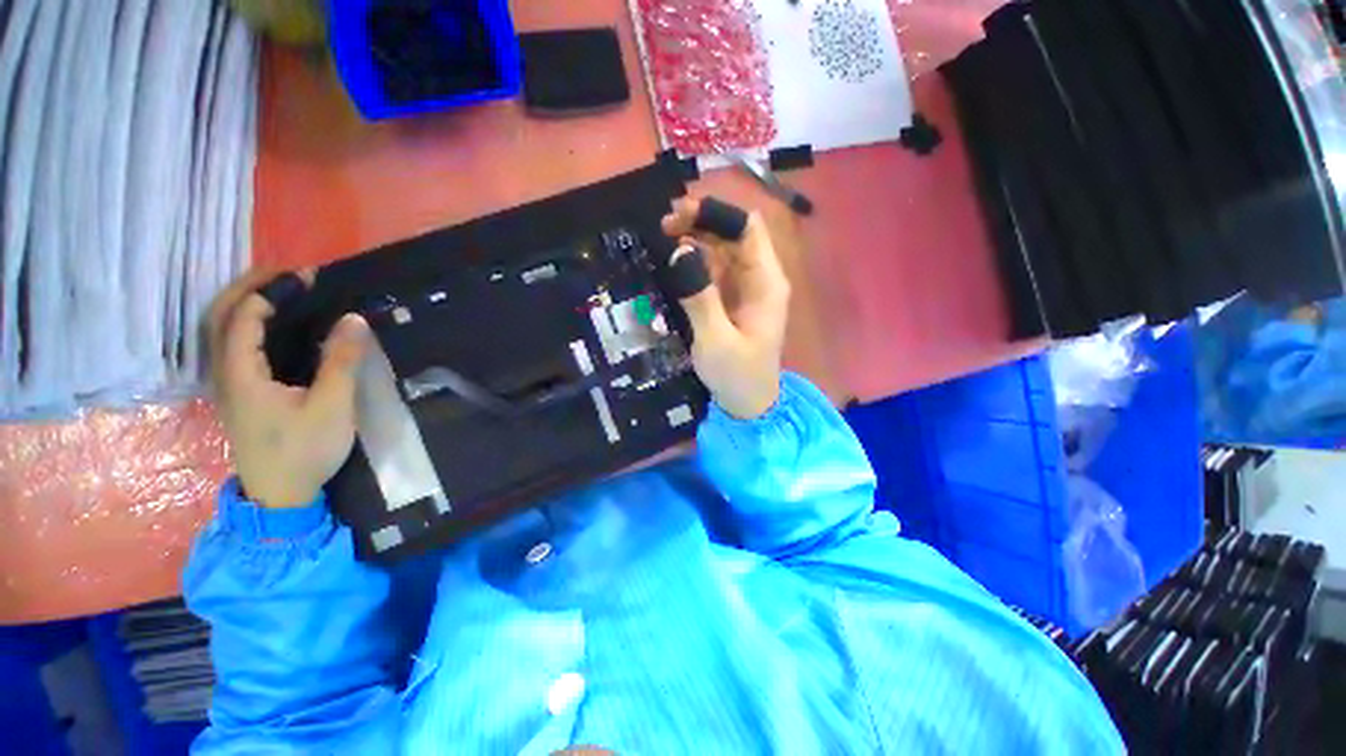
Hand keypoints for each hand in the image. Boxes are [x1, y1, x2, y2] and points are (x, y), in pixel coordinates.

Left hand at [207, 268, 369, 508]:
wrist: (280, 495)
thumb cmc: (305, 451)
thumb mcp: (331, 407)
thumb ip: (341, 361)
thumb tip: (354, 319)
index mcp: (241, 374)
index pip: (242, 317)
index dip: (270, 291)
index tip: (306, 277)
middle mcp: (224, 373)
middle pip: (220, 317)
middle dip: (249, 287)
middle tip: (286, 273)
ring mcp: (228, 384)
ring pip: (222, 330)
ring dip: (245, 302)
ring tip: (280, 289)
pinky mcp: (239, 393)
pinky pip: (233, 345)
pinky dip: (248, 323)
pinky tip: (273, 324)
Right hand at [662, 197, 790, 418]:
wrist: (748, 405)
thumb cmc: (737, 375)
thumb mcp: (715, 339)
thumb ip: (699, 296)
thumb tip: (678, 251)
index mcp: (766, 282)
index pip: (748, 228)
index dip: (716, 214)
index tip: (680, 216)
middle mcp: (760, 278)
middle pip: (734, 234)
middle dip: (701, 223)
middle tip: (663, 227)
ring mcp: (747, 288)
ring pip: (723, 249)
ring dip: (696, 239)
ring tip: (664, 240)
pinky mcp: (733, 300)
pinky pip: (715, 269)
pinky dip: (696, 261)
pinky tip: (675, 262)